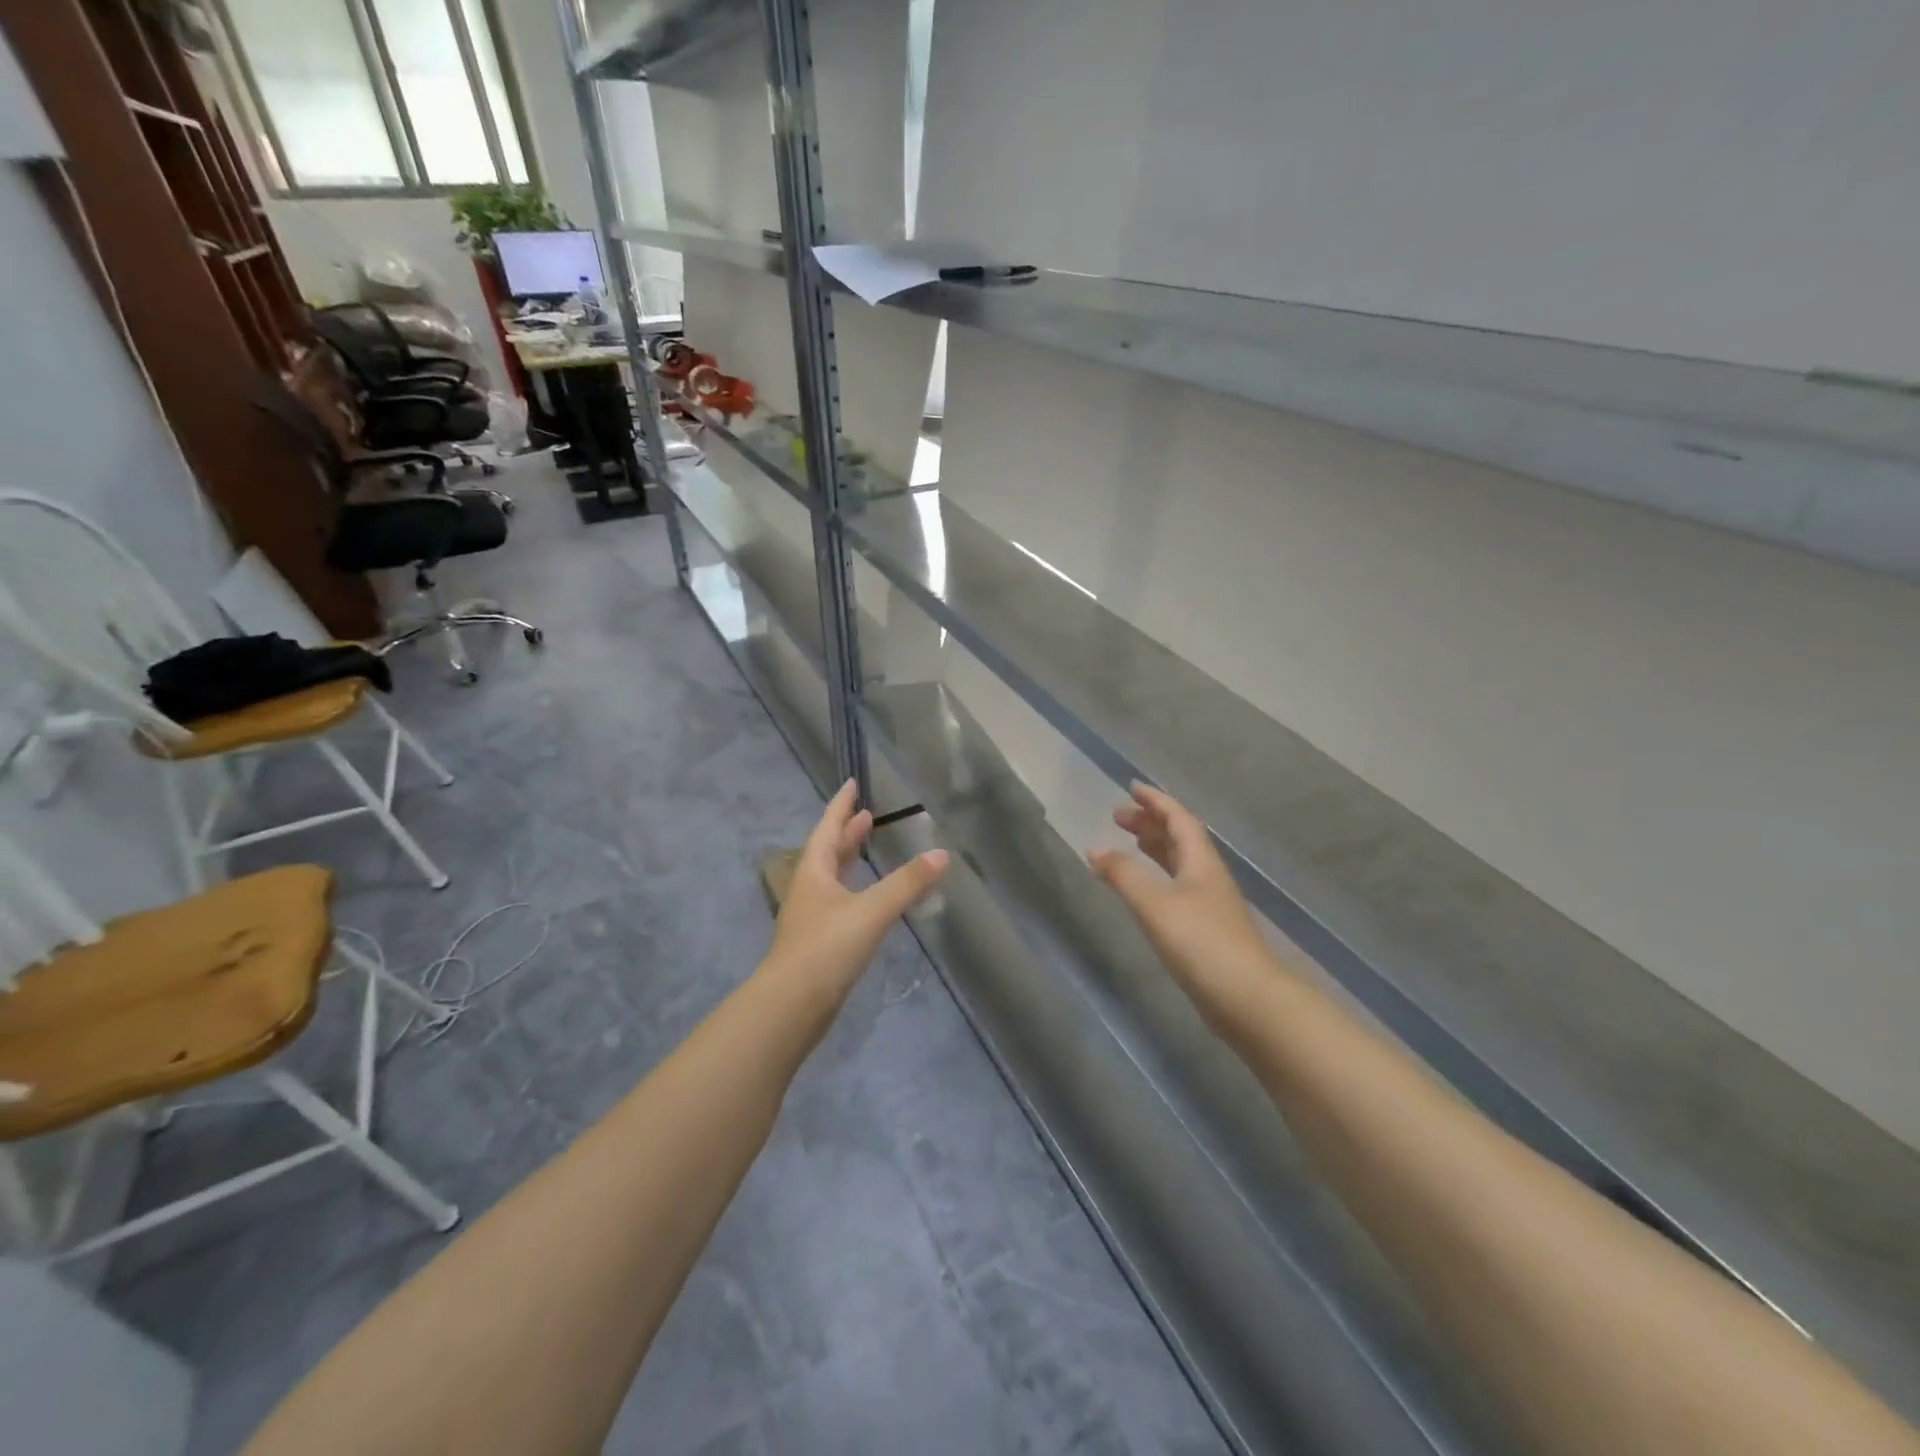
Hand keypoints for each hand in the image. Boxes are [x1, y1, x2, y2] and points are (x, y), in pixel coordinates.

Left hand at [764, 780, 948, 1001]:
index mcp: (814, 872)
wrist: (791, 1007)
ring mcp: (811, 917)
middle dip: (847, 832)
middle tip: (866, 816)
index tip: (850, 784)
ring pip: (832, 878)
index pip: (828, 828)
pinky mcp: (818, 943)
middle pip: (828, 852)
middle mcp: (809, 889)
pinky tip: (868, 900)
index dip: (840, 805)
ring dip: (849, 860)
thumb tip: (941, 854)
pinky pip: (838, 903)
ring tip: (867, 848)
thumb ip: (907, 884)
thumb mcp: (872, 911)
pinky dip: (854, 890)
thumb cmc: (827, 948)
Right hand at [1089, 783, 1274, 1024]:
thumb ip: (1123, 875)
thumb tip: (1095, 849)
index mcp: (1201, 861)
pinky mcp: (1207, 929)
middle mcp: (1208, 876)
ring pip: (1180, 862)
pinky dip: (1157, 876)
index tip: (1132, 787)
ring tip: (1130, 843)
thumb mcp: (1155, 904)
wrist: (1247, 999)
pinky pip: (1178, 886)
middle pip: (1180, 838)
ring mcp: (1210, 903)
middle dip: (1150, 822)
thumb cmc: (1200, 943)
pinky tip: (1144, 891)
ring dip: (1155, 847)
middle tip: (1118, 817)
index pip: (1178, 818)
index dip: (1156, 801)